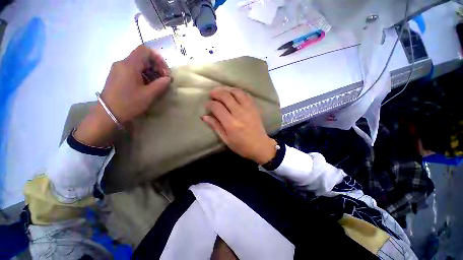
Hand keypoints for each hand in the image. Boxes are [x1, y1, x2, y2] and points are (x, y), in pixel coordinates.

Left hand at [74, 45, 170, 146]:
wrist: (107, 114)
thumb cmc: (129, 103)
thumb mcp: (148, 95)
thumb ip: (160, 84)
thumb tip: (168, 78)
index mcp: (129, 65)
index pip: (145, 50)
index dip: (158, 58)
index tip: (165, 71)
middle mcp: (122, 63)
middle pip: (142, 57)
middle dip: (155, 66)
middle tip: (163, 79)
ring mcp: (118, 69)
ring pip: (137, 63)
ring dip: (150, 71)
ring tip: (156, 84)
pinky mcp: (116, 75)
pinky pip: (131, 69)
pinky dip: (142, 74)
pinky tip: (146, 85)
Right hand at [202, 87, 276, 164]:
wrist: (260, 146)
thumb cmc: (241, 145)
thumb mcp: (226, 139)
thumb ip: (215, 126)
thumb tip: (204, 116)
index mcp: (231, 123)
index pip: (217, 107)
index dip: (210, 104)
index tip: (207, 105)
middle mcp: (239, 113)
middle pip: (226, 96)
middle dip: (216, 93)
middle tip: (212, 94)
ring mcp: (248, 109)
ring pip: (236, 92)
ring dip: (227, 89)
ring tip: (221, 91)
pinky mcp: (254, 107)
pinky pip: (246, 94)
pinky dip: (238, 91)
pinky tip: (233, 93)